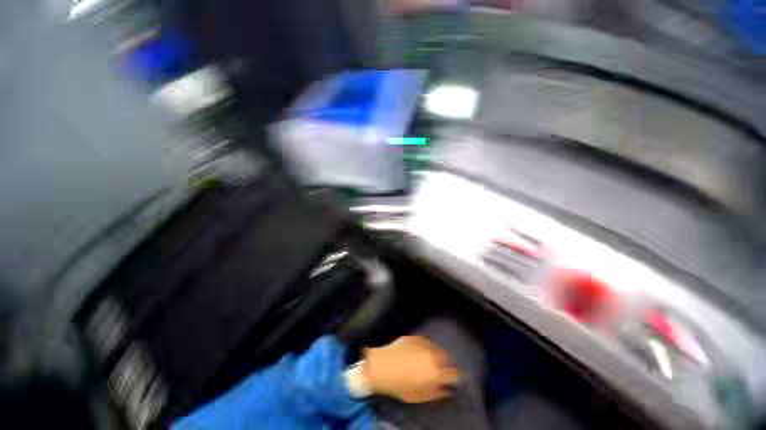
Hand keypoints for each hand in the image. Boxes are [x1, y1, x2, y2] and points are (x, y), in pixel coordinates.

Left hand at [362, 336, 459, 402]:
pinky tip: (423, 349)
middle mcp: (433, 356)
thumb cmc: (400, 386)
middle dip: (447, 363)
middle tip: (441, 368)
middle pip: (448, 358)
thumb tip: (448, 390)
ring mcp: (424, 344)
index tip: (451, 377)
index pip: (454, 373)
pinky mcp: (416, 337)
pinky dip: (428, 345)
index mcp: (436, 373)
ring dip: (438, 353)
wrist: (382, 367)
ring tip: (432, 358)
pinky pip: (427, 340)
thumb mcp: (419, 396)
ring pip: (438, 347)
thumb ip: (436, 393)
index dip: (454, 376)